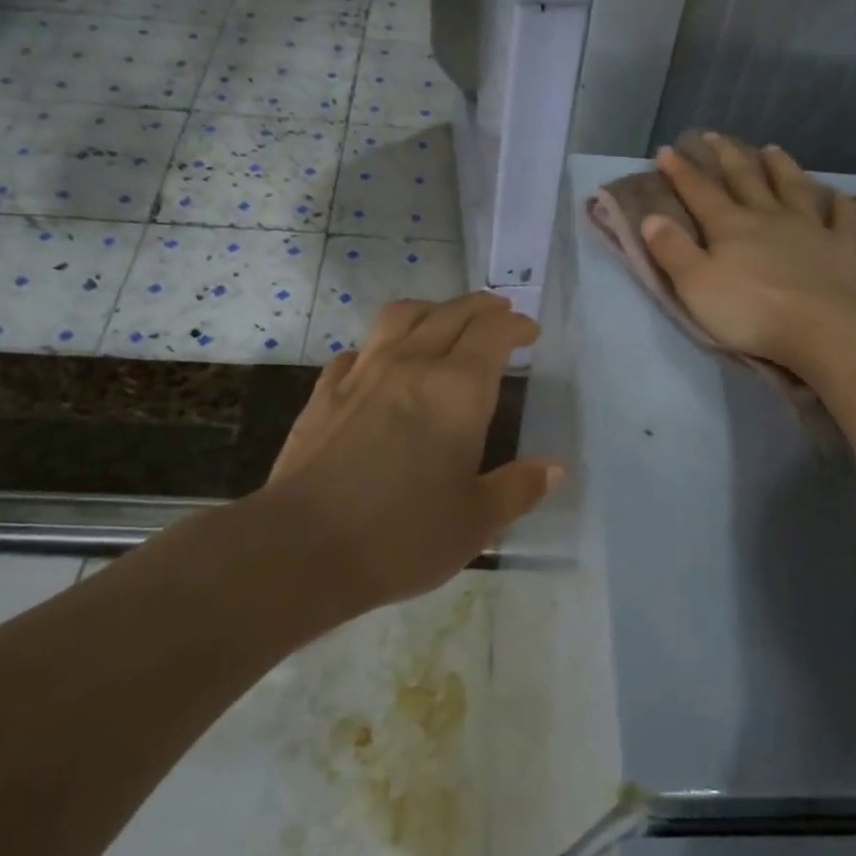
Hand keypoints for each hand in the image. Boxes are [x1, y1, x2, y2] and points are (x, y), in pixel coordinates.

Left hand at [261, 292, 559, 613]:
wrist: (301, 548)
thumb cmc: (402, 535)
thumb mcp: (476, 521)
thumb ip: (518, 488)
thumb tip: (553, 468)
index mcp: (456, 390)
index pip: (493, 333)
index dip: (515, 326)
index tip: (530, 333)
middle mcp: (410, 366)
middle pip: (450, 314)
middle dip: (481, 307)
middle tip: (499, 313)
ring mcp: (361, 375)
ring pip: (400, 317)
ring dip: (431, 309)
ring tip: (444, 319)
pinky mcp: (324, 394)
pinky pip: (358, 352)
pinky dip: (380, 347)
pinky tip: (380, 365)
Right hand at [643, 134, 855, 370]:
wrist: (822, 328)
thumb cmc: (750, 310)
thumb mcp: (695, 285)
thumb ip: (672, 250)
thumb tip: (650, 217)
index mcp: (731, 226)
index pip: (700, 193)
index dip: (681, 172)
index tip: (667, 150)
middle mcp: (770, 217)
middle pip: (745, 180)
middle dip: (727, 157)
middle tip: (714, 136)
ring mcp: (811, 229)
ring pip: (794, 188)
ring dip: (781, 167)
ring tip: (771, 149)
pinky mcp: (844, 248)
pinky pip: (844, 219)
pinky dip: (841, 206)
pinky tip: (841, 196)